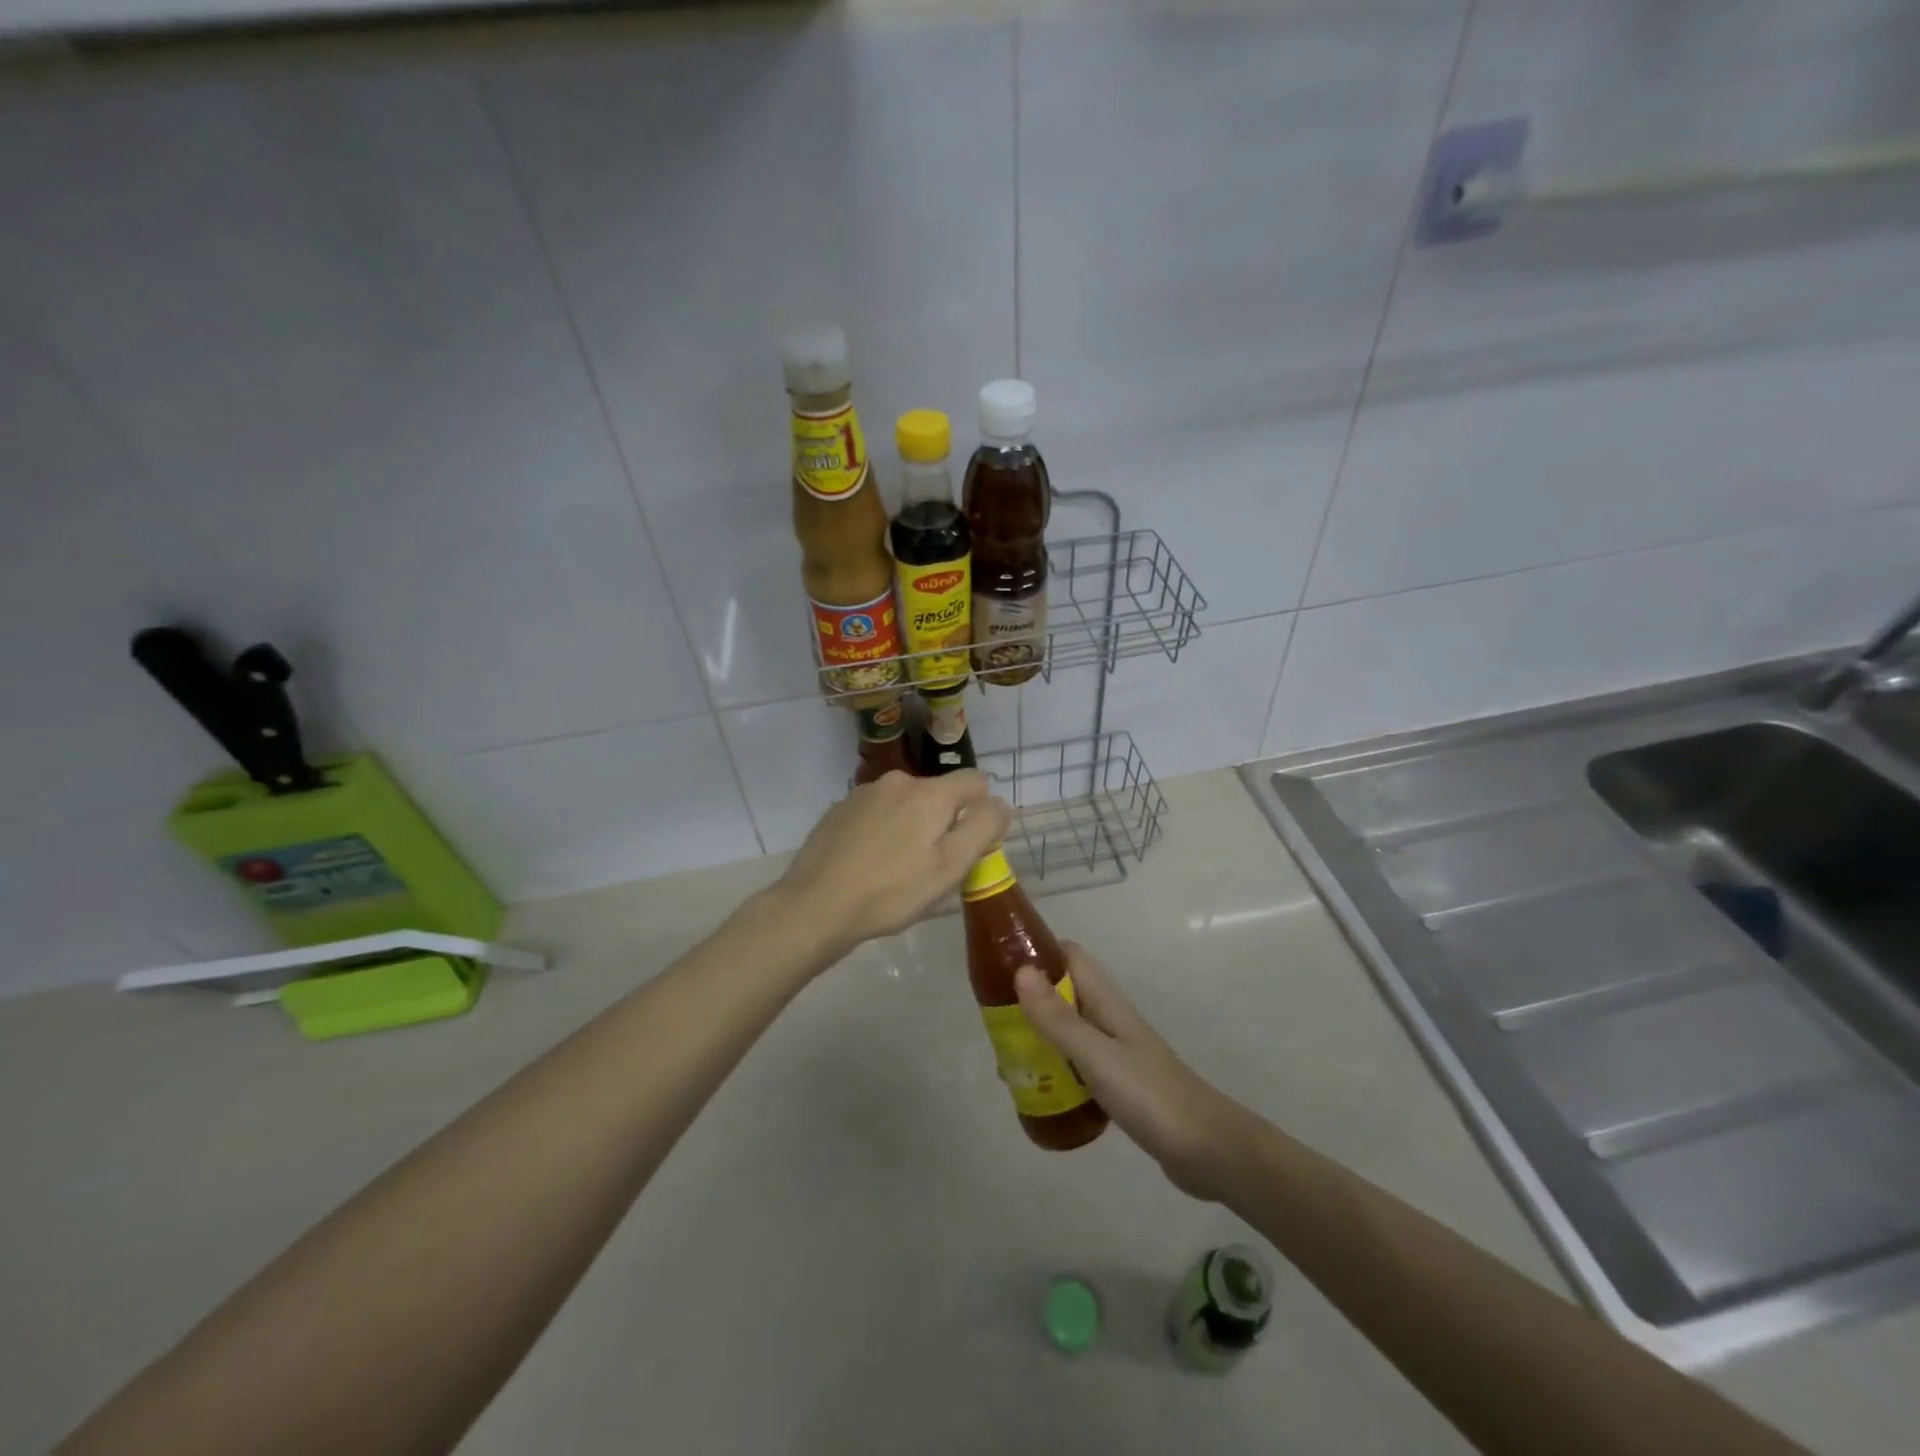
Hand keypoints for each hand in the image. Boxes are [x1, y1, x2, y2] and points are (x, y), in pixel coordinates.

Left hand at [769, 770, 1011, 960]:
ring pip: (905, 804)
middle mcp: (897, 781)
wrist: (816, 905)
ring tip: (896, 869)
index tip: (968, 847)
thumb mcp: (950, 866)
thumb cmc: (892, 891)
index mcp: (929, 792)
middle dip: (943, 823)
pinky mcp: (839, 810)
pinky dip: (881, 831)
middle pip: (938, 795)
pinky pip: (876, 813)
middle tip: (931, 867)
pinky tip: (868, 863)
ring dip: (910, 827)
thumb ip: (983, 828)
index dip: (982, 811)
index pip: (975, 781)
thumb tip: (999, 803)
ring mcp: (863, 793)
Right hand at [1015, 944, 1251, 1201]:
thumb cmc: (1150, 1095)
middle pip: (1062, 993)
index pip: (1068, 956)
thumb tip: (1020, 970)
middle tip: (993, 1023)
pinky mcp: (1118, 1083)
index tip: (997, 965)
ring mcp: (1115, 1051)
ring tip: (1006, 1059)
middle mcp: (1108, 1018)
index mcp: (1106, 1001)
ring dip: (1038, 1036)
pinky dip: (1054, 1068)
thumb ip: (1058, 1018)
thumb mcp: (1096, 1056)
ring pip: (1067, 1029)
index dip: (1036, 952)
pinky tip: (1038, 1091)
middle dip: (1027, 1000)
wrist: (1208, 1150)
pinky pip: (1076, 1064)